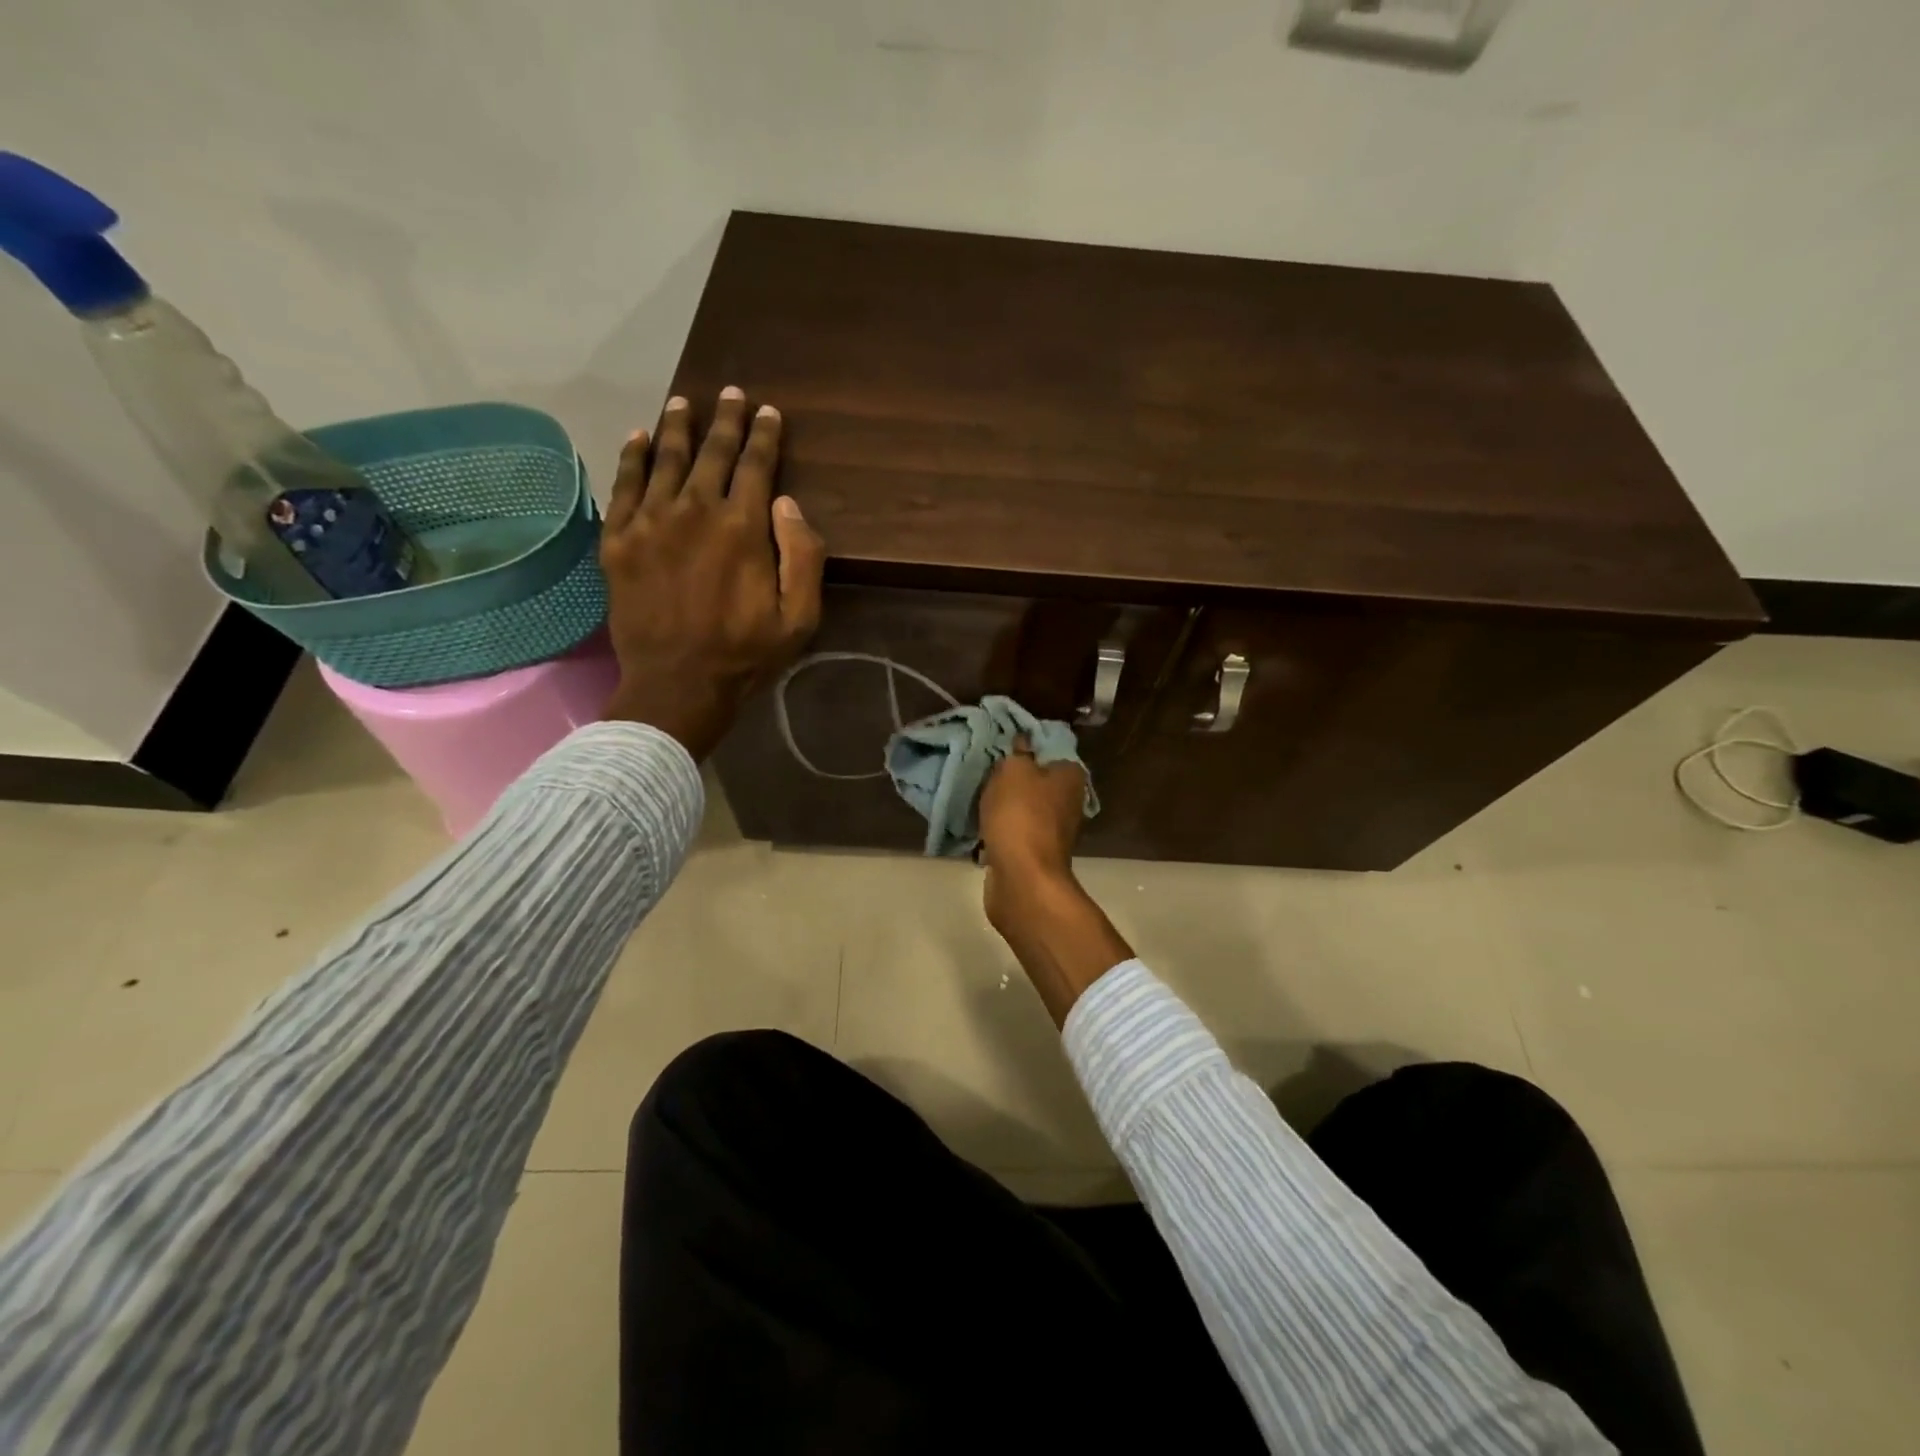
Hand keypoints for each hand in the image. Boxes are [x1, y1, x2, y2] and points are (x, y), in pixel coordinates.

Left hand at [600, 388, 825, 758]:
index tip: (770, 412)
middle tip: (731, 394)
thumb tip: (788, 503)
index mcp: (743, 527)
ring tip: (684, 402)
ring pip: (664, 459)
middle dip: (725, 420)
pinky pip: (623, 486)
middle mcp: (694, 511)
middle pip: (711, 453)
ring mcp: (650, 523)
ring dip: (677, 427)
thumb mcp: (800, 617)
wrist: (677, 684)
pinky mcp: (618, 541)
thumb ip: (803, 556)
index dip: (765, 436)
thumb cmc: (746, 654)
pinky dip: (631, 457)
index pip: (757, 466)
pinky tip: (637, 437)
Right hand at [980, 740, 1087, 886]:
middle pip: (1037, 782)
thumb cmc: (1021, 815)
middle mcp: (1069, 803)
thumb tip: (1023, 740)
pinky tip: (980, 829)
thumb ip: (1017, 753)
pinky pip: (1015, 834)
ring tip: (978, 800)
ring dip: (1005, 808)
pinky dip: (1000, 832)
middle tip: (985, 773)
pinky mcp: (1036, 855)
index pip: (1052, 751)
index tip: (1003, 749)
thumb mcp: (1013, 771)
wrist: (1022, 878)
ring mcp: (1054, 832)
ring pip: (1025, 809)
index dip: (1028, 748)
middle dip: (1013, 780)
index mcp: (1071, 777)